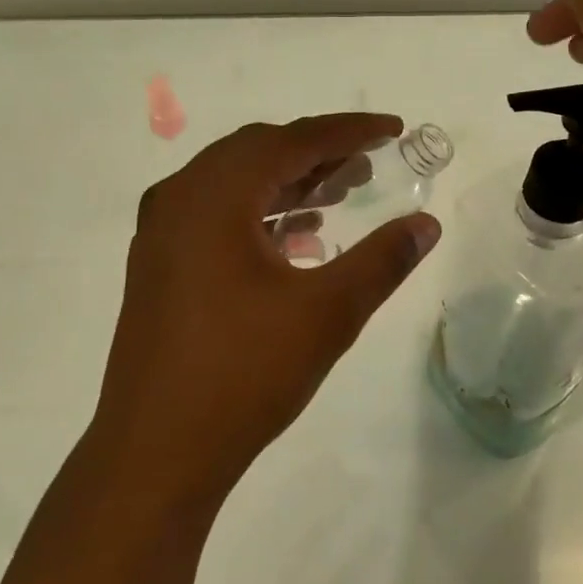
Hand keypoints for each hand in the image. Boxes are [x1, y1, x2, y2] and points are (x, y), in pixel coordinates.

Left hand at [87, 114, 440, 508]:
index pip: (292, 140)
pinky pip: (216, 216)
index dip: (348, 131)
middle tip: (368, 163)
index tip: (394, 129)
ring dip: (289, 181)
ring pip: (235, 184)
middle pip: (258, 152)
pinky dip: (260, 213)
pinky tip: (297, 240)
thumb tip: (427, 223)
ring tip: (340, 193)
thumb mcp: (327, 313)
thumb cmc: (243, 374)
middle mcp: (179, 200)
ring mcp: (161, 235)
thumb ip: (382, 260)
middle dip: (318, 152)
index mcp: (214, 196)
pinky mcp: (158, 267)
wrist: (155, 454)